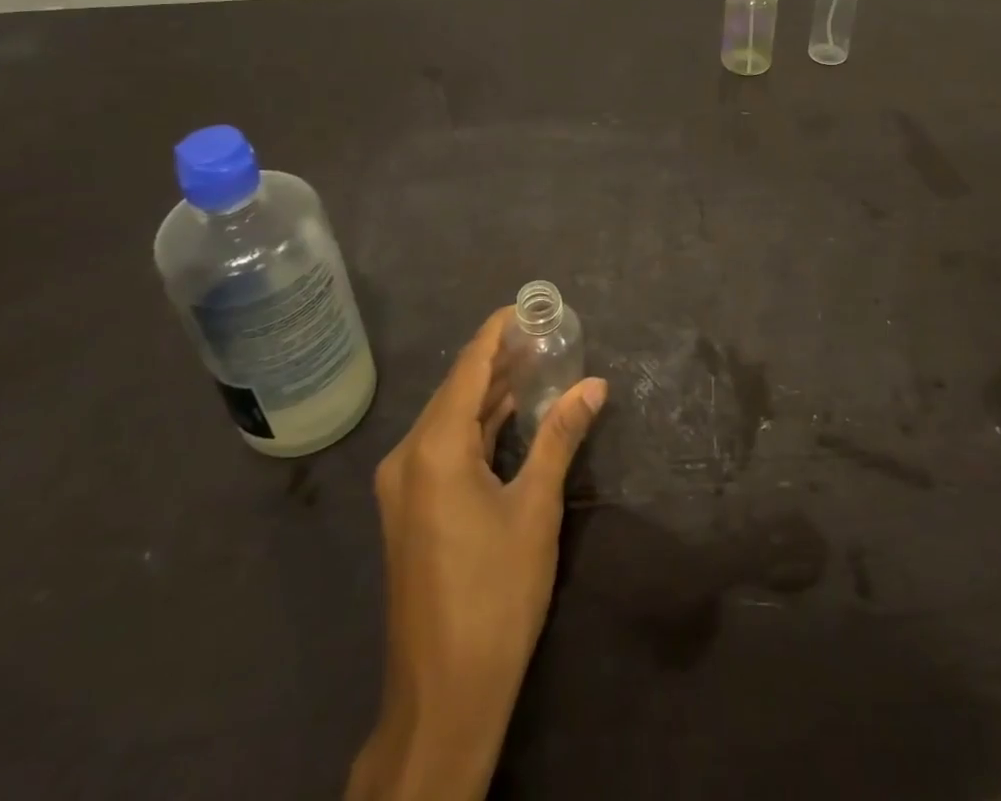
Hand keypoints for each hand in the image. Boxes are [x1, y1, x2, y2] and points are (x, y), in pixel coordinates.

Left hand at [346, 309, 607, 800]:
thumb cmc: (494, 594)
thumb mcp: (535, 508)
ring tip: (536, 362)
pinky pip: (445, 447)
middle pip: (458, 389)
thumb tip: (595, 385)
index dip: (498, 331)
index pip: (469, 367)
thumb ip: (561, 437)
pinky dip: (478, 426)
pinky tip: (509, 413)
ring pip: (451, 418)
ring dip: (490, 393)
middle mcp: (409, 456)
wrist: (444, 695)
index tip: (529, 305)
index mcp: (434, 448)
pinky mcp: (411, 508)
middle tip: (545, 332)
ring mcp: (404, 484)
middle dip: (500, 359)